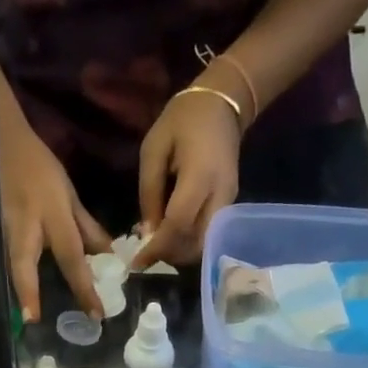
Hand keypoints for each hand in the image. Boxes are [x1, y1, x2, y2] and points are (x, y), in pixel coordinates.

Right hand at [0, 112, 109, 321]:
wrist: (2, 141)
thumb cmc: (40, 168)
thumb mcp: (69, 194)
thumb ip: (87, 228)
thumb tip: (107, 258)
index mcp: (52, 214)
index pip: (71, 256)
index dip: (83, 287)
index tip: (95, 314)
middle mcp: (25, 224)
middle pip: (23, 264)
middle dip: (28, 293)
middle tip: (33, 321)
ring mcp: (2, 227)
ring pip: (8, 264)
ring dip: (16, 290)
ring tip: (26, 317)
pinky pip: (2, 259)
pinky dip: (11, 279)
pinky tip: (17, 299)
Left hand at [132, 88, 241, 270]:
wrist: (222, 103)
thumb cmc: (183, 120)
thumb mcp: (153, 150)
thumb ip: (149, 193)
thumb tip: (146, 234)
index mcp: (200, 176)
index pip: (178, 225)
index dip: (157, 248)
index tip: (137, 264)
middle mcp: (221, 195)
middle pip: (196, 244)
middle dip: (170, 256)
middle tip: (147, 256)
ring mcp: (229, 202)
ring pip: (205, 244)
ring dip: (180, 252)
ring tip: (158, 246)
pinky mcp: (230, 206)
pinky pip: (209, 235)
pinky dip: (189, 242)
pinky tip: (171, 235)